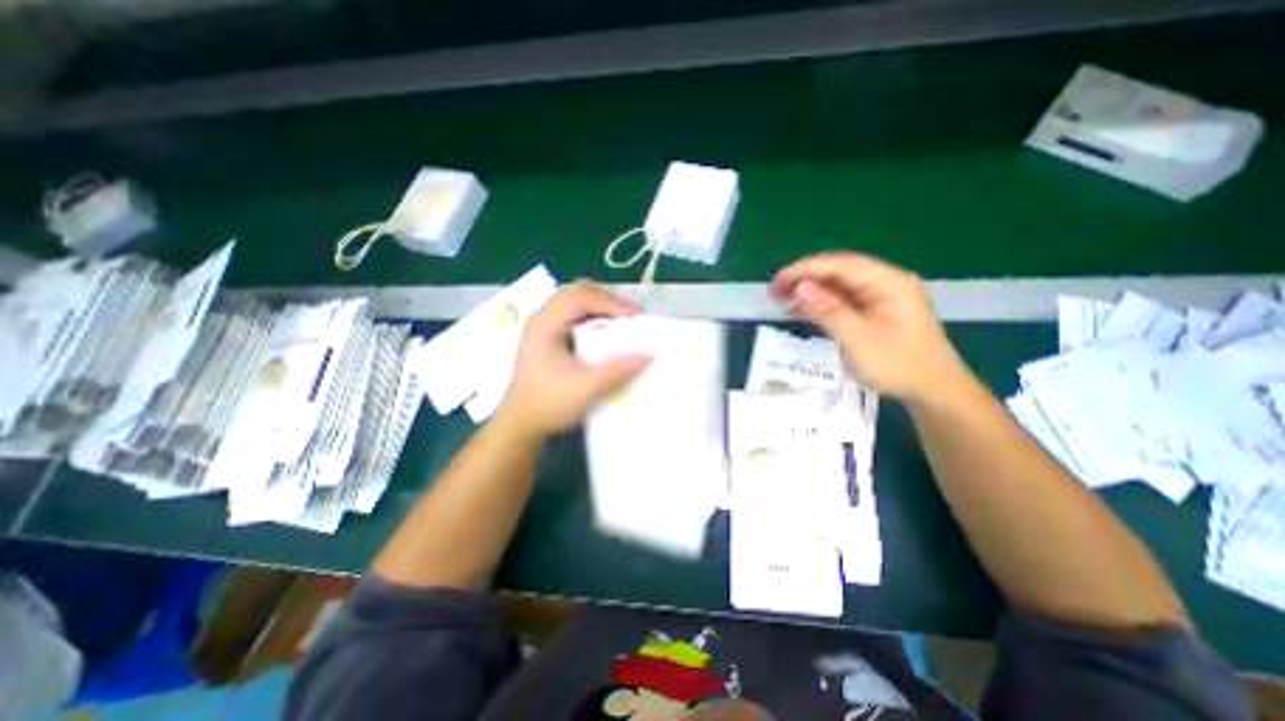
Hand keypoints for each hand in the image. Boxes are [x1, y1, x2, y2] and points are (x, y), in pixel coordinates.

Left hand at [496, 283, 647, 438]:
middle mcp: (542, 318)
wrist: (523, 421)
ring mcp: (543, 324)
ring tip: (623, 319)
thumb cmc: (550, 404)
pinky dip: (594, 314)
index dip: (610, 302)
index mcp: (544, 325)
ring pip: (576, 300)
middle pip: (577, 292)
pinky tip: (606, 328)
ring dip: (601, 305)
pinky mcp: (548, 333)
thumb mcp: (586, 389)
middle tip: (632, 314)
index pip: (579, 298)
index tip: (636, 314)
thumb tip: (649, 355)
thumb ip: (617, 371)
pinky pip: (574, 312)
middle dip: (607, 299)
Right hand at [773, 250, 964, 399]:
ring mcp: (880, 297)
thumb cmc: (898, 365)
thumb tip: (800, 288)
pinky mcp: (875, 312)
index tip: (777, 280)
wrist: (934, 391)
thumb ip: (828, 311)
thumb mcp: (858, 339)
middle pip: (838, 272)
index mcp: (887, 282)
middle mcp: (884, 283)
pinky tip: (801, 310)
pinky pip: (842, 301)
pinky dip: (820, 304)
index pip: (840, 265)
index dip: (805, 269)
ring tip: (781, 299)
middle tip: (774, 291)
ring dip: (809, 291)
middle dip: (804, 278)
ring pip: (838, 286)